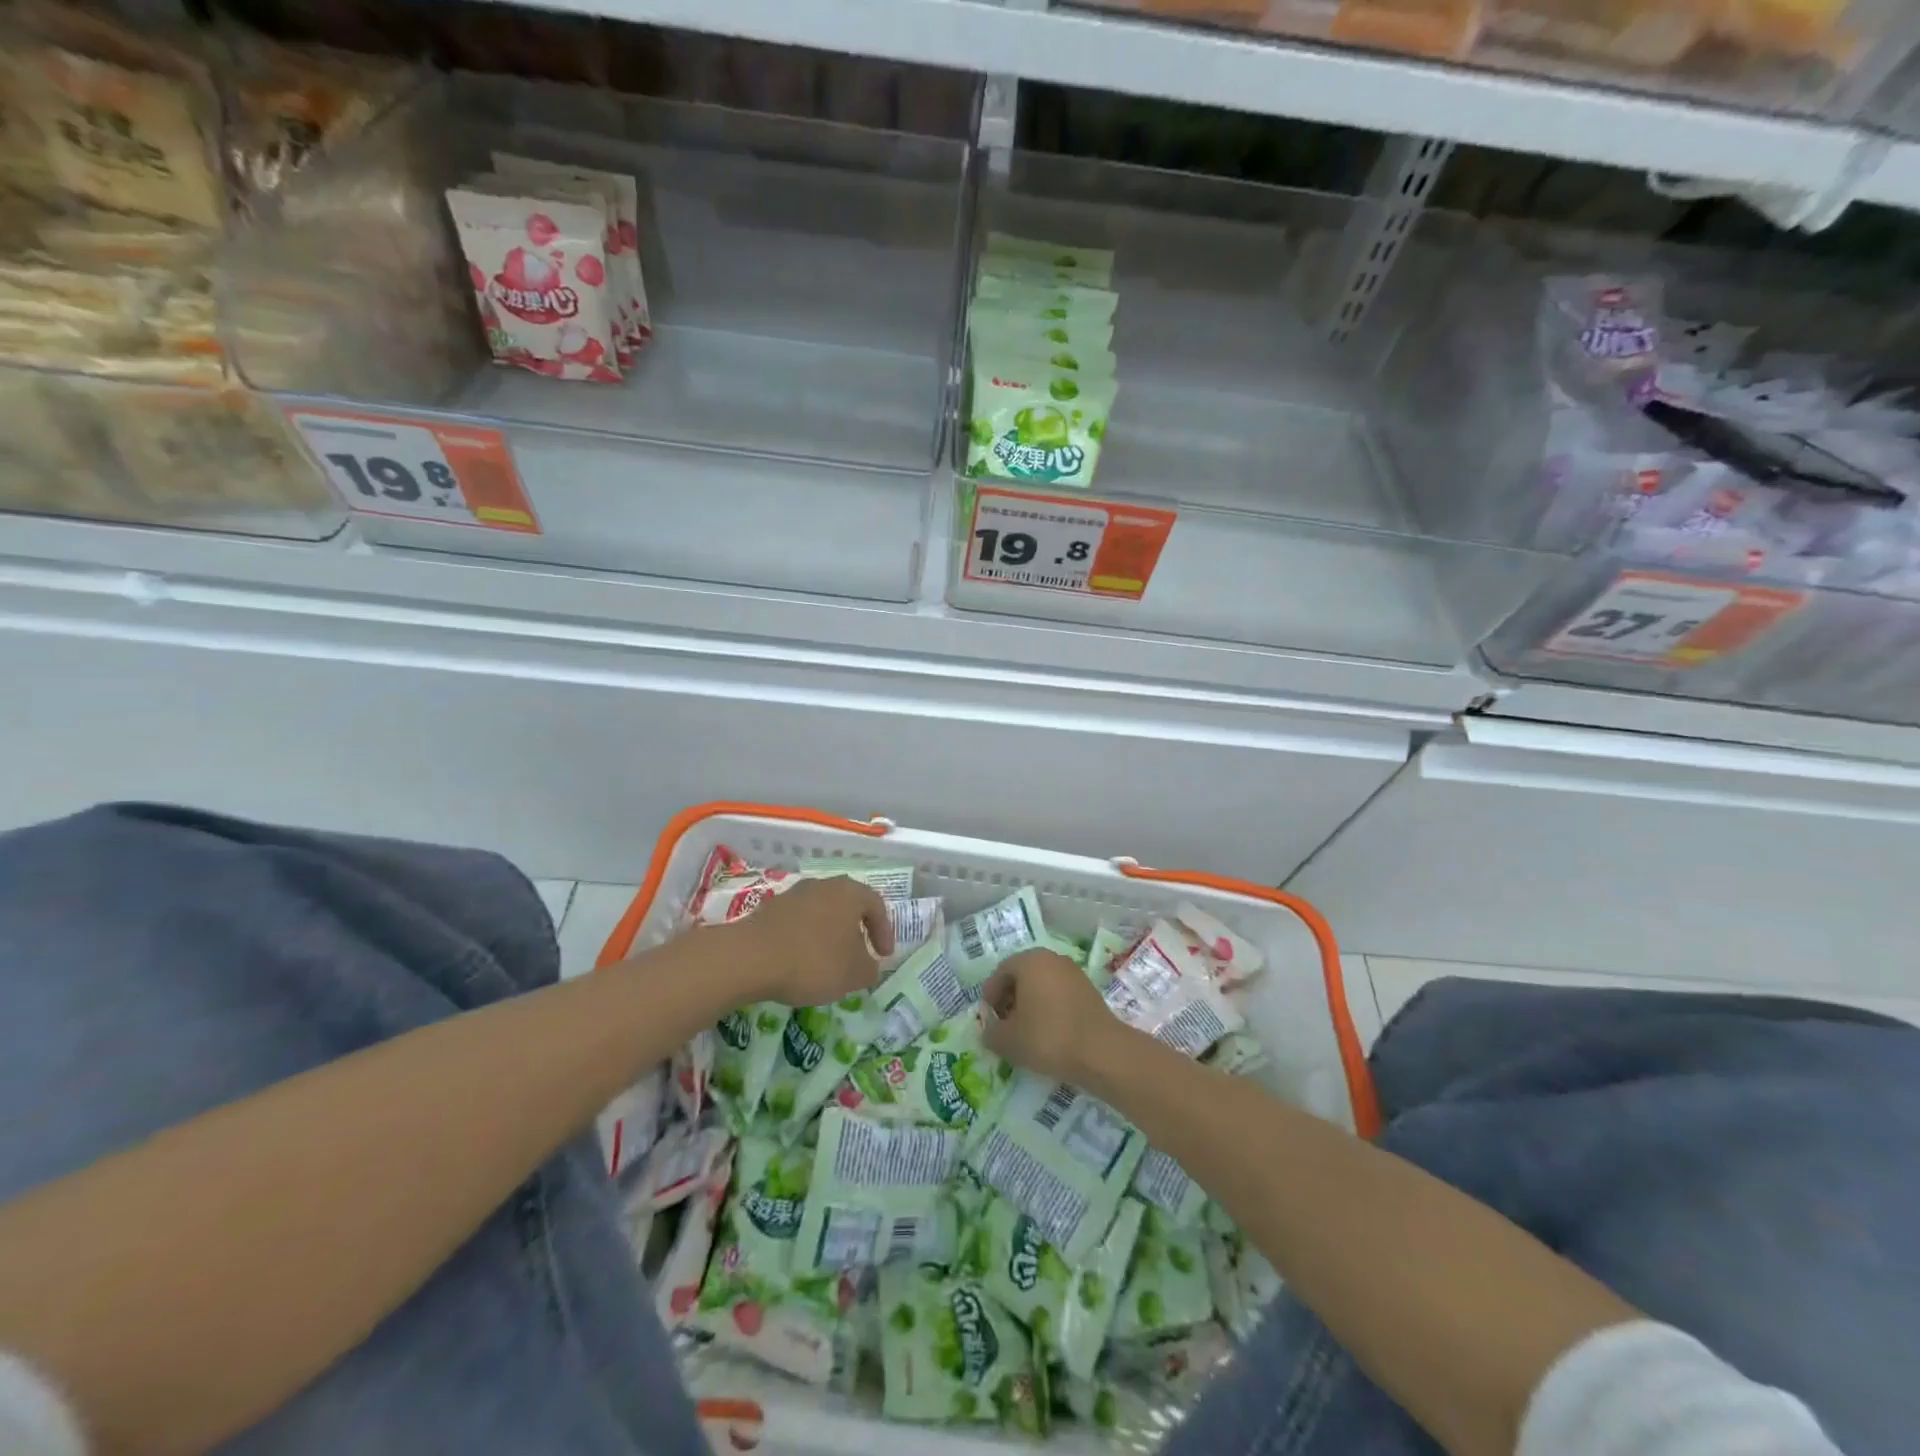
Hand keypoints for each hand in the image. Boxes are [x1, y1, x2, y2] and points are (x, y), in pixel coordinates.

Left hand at [722, 876, 893, 1007]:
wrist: (750, 957)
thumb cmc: (813, 960)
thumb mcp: (854, 973)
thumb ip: (869, 968)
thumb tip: (868, 965)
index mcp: (850, 892)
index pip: (877, 905)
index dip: (885, 931)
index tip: (883, 956)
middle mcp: (823, 885)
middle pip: (847, 905)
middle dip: (855, 931)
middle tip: (858, 956)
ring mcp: (793, 894)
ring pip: (821, 913)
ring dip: (828, 935)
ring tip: (828, 963)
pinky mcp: (769, 909)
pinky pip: (798, 923)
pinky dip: (805, 939)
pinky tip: (800, 962)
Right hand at [980, 948, 1125, 1084]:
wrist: (1101, 1052)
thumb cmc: (1048, 1037)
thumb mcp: (1008, 1040)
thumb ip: (991, 1033)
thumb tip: (989, 1031)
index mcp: (1030, 961)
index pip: (1001, 972)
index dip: (990, 995)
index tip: (988, 1018)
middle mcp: (1052, 958)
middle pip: (1022, 975)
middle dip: (1010, 998)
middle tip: (1004, 1024)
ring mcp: (1073, 972)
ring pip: (1042, 984)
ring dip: (1030, 1003)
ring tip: (1025, 1031)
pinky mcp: (1088, 990)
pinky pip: (1059, 994)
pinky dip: (1049, 1008)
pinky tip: (1048, 1032)